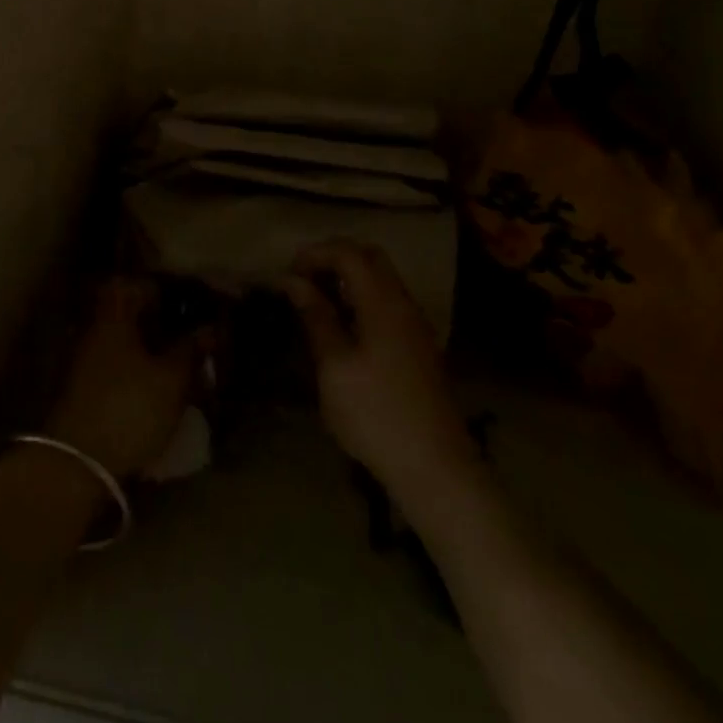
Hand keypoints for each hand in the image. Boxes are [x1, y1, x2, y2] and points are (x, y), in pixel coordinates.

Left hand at [45, 278, 205, 480]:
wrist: (77, 463)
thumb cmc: (129, 409)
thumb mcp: (171, 380)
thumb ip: (191, 350)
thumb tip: (210, 328)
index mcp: (114, 315)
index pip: (137, 284)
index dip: (164, 289)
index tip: (189, 301)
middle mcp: (95, 329)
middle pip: (130, 313)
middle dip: (160, 323)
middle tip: (190, 337)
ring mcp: (84, 359)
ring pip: (123, 342)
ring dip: (149, 350)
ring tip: (180, 367)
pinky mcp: (82, 388)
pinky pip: (115, 366)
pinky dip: (136, 371)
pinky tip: (156, 390)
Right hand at [284, 240, 474, 496]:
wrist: (436, 469)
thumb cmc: (376, 414)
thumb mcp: (334, 366)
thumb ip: (316, 316)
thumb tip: (293, 281)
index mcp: (383, 302)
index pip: (348, 252)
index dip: (314, 254)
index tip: (286, 274)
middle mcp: (404, 303)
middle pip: (369, 257)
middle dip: (332, 258)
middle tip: (302, 280)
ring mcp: (415, 325)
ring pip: (381, 279)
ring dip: (347, 278)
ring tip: (316, 302)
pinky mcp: (418, 346)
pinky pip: (388, 302)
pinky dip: (361, 298)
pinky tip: (343, 326)